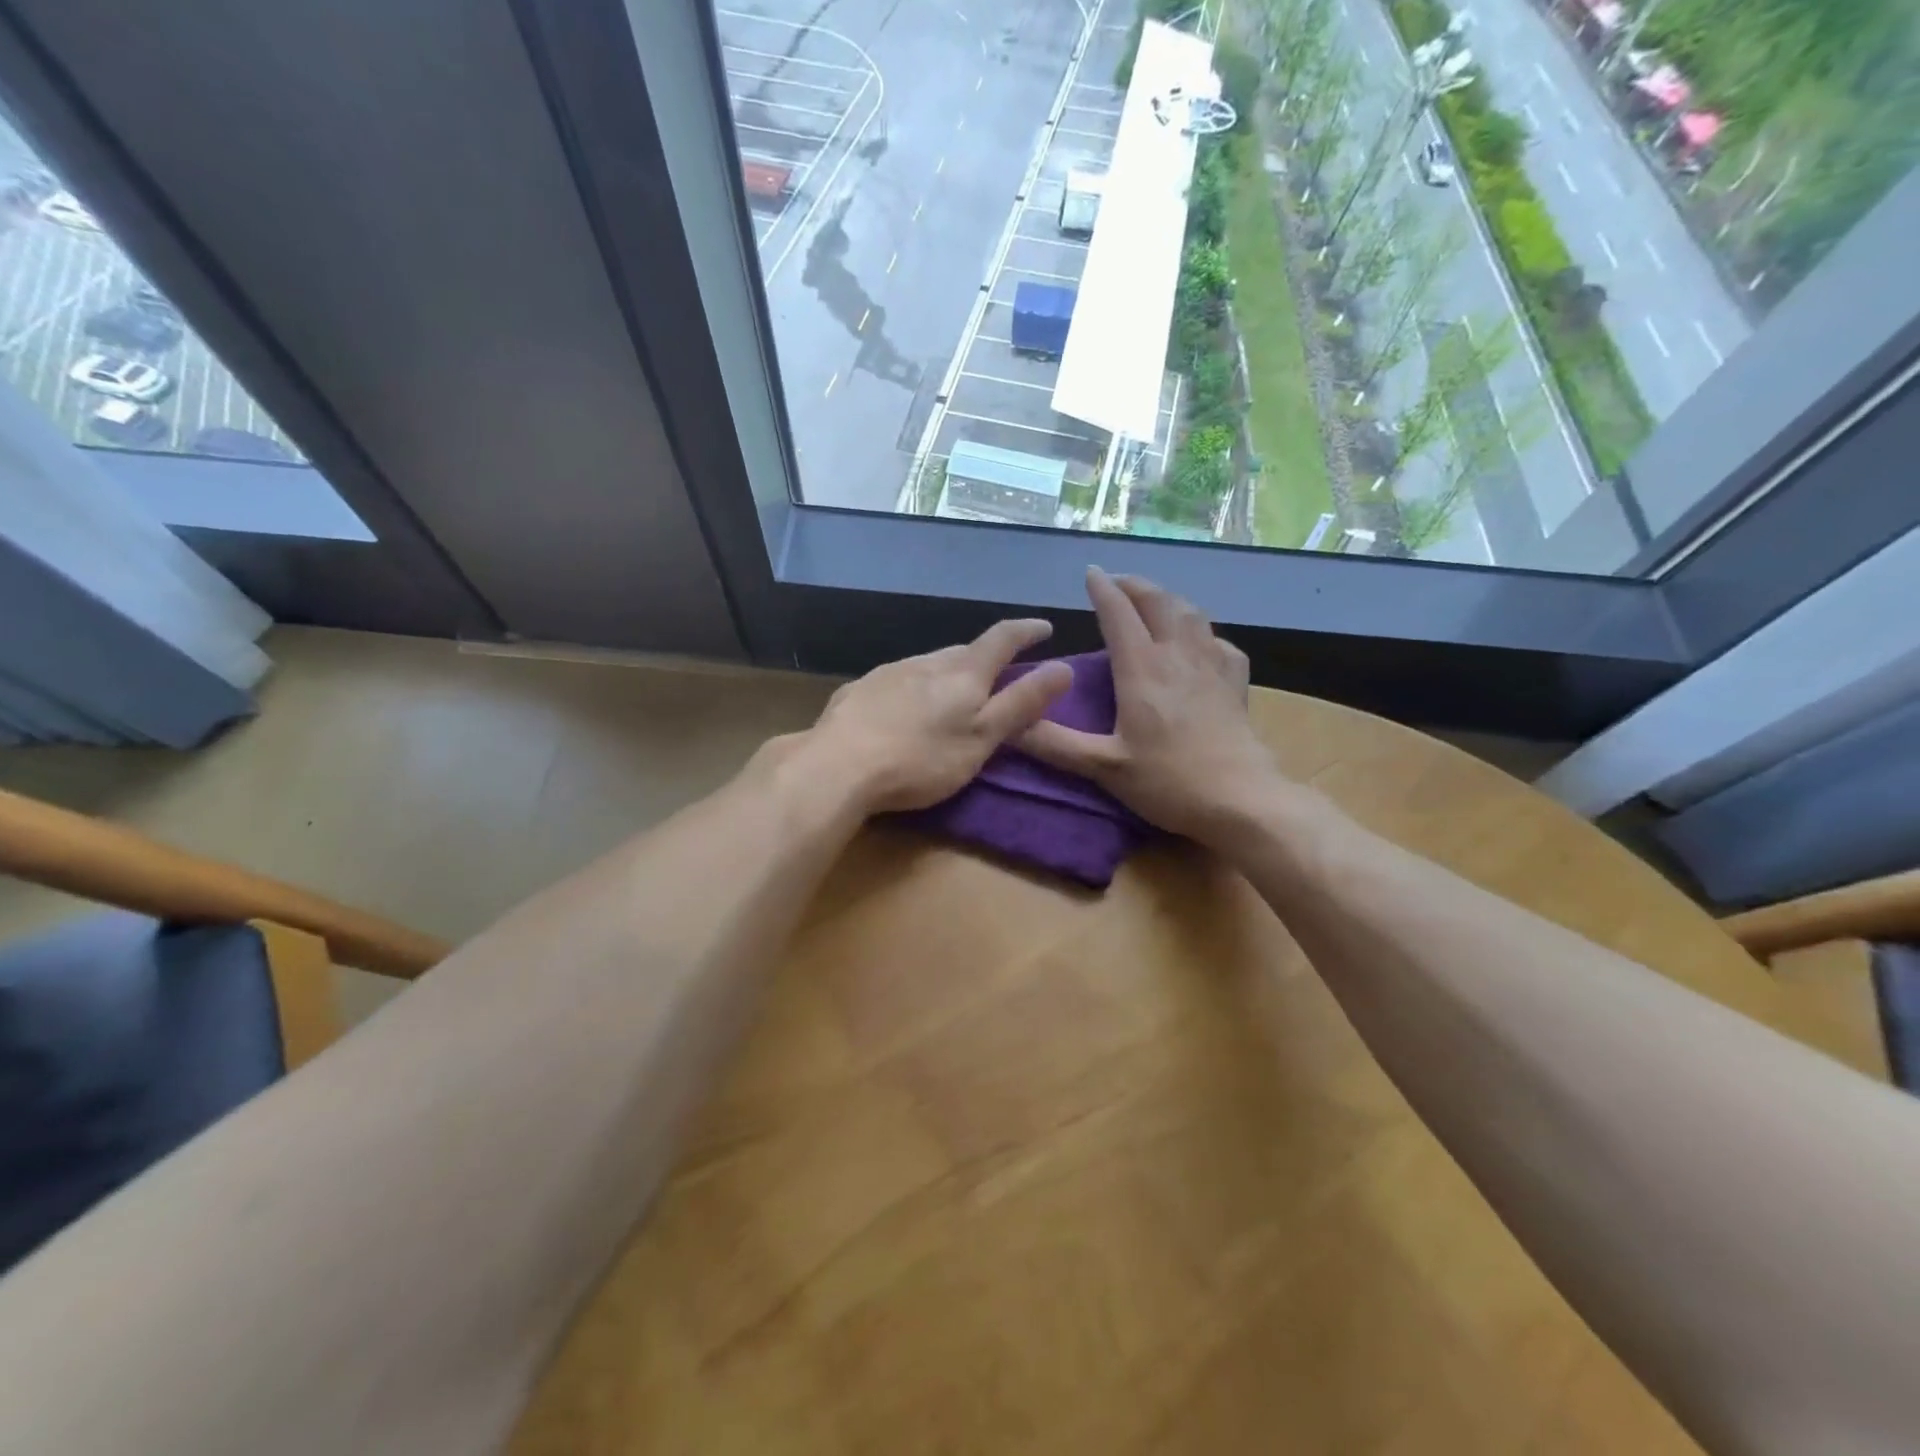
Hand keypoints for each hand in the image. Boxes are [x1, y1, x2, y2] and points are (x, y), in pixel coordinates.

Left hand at [805, 619, 1073, 813]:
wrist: (838, 767)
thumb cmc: (921, 759)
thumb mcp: (982, 738)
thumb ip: (1022, 704)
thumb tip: (1064, 668)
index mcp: (962, 673)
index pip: (1002, 639)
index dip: (1027, 631)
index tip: (1044, 627)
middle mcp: (926, 662)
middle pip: (964, 651)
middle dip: (985, 658)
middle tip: (997, 674)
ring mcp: (889, 673)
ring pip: (929, 664)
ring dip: (947, 672)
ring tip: (952, 694)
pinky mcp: (860, 690)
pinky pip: (898, 680)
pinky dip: (914, 688)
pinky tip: (904, 710)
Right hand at [1021, 569, 1282, 843]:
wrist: (1241, 799)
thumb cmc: (1168, 781)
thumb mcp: (1103, 766)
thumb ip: (1054, 744)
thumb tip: (1009, 725)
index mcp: (1142, 668)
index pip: (1119, 612)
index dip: (1103, 588)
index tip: (1091, 572)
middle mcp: (1178, 655)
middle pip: (1159, 601)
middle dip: (1135, 585)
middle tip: (1117, 583)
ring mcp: (1212, 665)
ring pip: (1191, 613)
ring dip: (1168, 599)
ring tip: (1153, 603)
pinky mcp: (1235, 682)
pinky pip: (1218, 641)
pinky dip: (1201, 631)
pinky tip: (1198, 644)